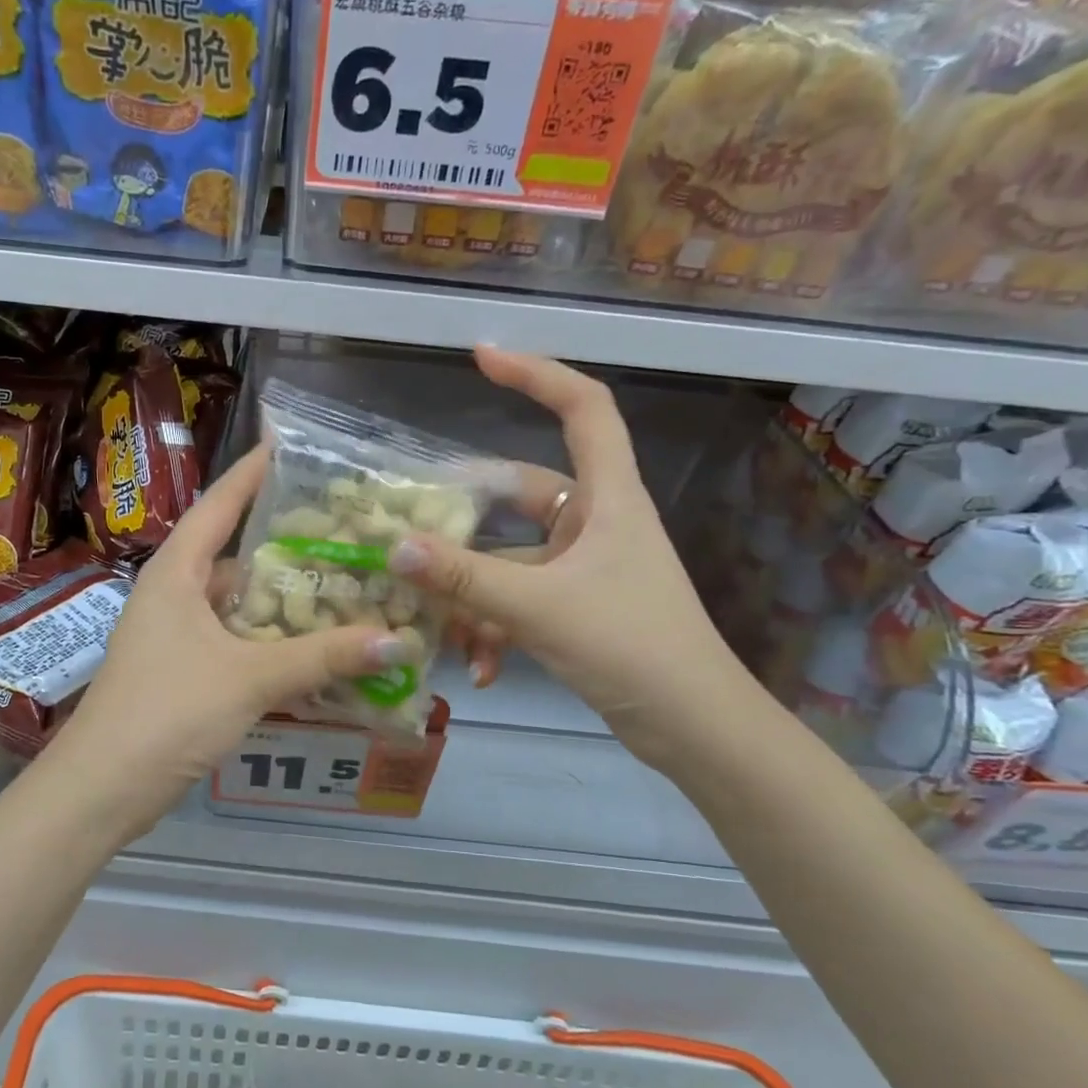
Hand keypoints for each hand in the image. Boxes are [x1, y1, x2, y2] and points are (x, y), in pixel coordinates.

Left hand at [46, 446, 419, 840]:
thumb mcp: (250, 678)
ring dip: (281, 598)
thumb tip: (397, 641)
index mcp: (175, 573)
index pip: (217, 505)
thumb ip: (322, 657)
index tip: (287, 446)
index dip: (251, 474)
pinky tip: (311, 646)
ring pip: (236, 603)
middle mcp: (172, 594)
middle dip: (283, 541)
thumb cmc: (168, 711)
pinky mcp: (182, 672)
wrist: (103, 787)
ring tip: (340, 582)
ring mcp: (174, 635)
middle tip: (342, 527)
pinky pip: (235, 640)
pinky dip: (270, 640)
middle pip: (232, 554)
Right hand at [390, 346, 755, 768]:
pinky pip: (518, 601)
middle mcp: (595, 523)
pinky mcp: (575, 608)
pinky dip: (494, 628)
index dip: (536, 373)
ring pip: (510, 559)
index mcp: (608, 499)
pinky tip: (480, 671)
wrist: (694, 730)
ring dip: (474, 594)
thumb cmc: (632, 648)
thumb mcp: (539, 608)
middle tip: (414, 523)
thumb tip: (393, 547)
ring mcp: (584, 568)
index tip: (481, 357)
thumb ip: (464, 579)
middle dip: (468, 516)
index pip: (583, 408)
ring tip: (443, 630)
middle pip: (522, 493)